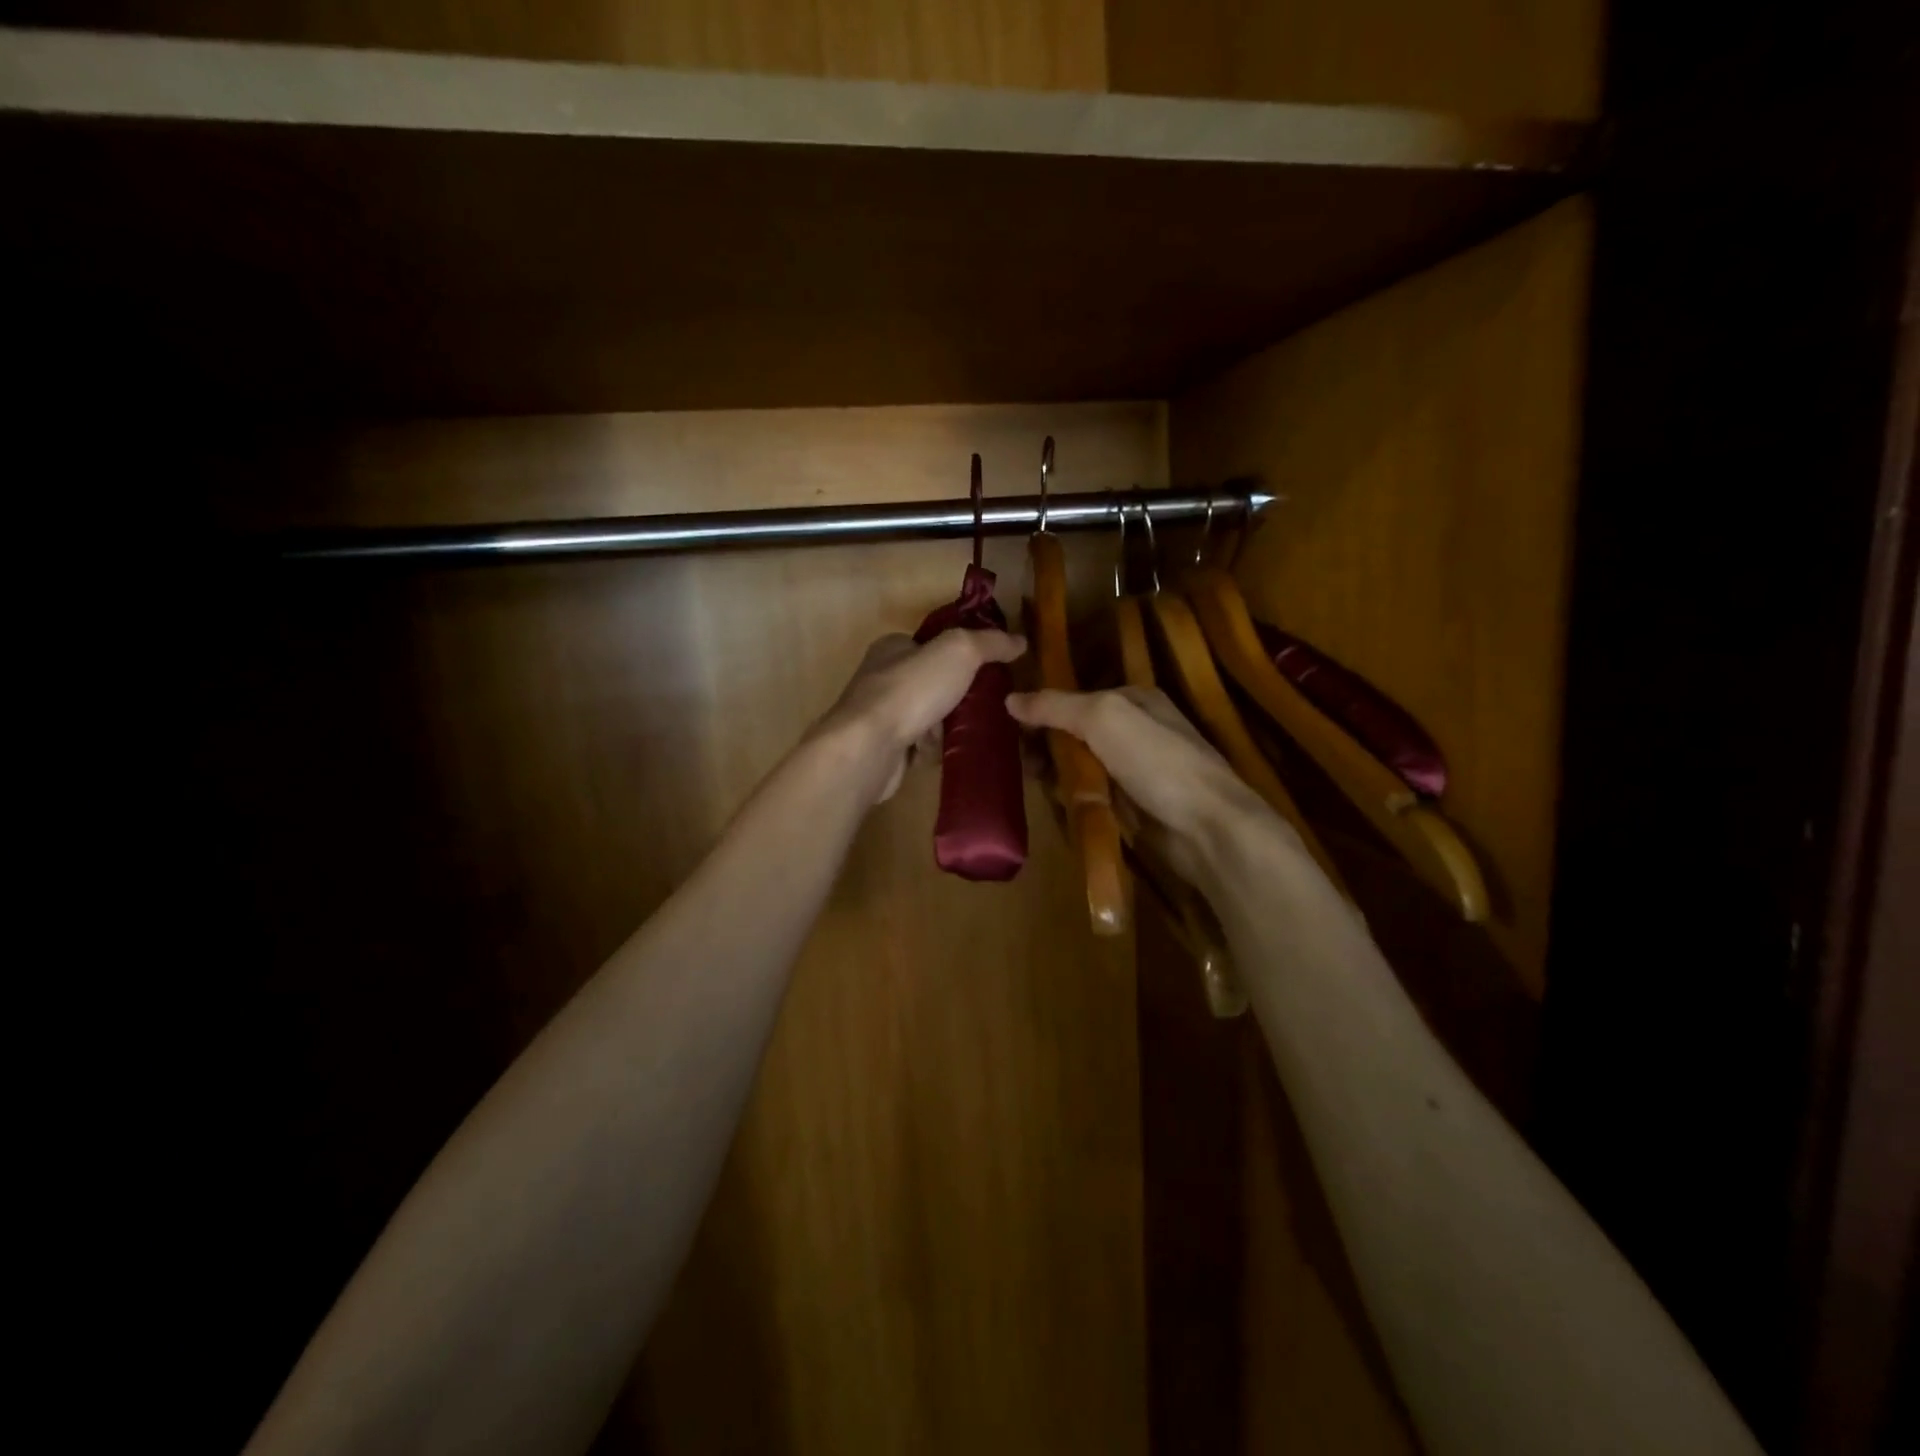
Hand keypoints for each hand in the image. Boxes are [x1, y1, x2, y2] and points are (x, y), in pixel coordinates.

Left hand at [817, 629, 1026, 802]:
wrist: (870, 747)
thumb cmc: (911, 690)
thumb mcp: (959, 651)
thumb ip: (990, 643)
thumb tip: (1020, 641)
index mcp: (892, 647)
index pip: (931, 643)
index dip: (961, 653)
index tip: (991, 668)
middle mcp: (881, 677)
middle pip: (932, 681)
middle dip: (959, 693)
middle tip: (990, 703)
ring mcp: (881, 715)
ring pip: (927, 715)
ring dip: (948, 724)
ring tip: (978, 730)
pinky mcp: (884, 748)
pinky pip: (918, 745)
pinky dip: (935, 749)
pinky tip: (953, 752)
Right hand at [1005, 686, 1285, 883]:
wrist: (1205, 827)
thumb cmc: (1156, 761)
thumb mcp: (1103, 717)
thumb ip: (1056, 706)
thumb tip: (1009, 698)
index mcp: (1133, 700)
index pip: (1075, 697)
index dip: (1043, 710)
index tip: (1009, 726)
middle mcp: (1134, 731)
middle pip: (1075, 733)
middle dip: (1046, 745)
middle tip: (1018, 761)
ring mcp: (1134, 771)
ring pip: (1080, 767)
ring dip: (1056, 774)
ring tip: (1033, 782)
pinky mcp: (1132, 806)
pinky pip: (1091, 797)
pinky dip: (1073, 799)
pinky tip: (1056, 804)